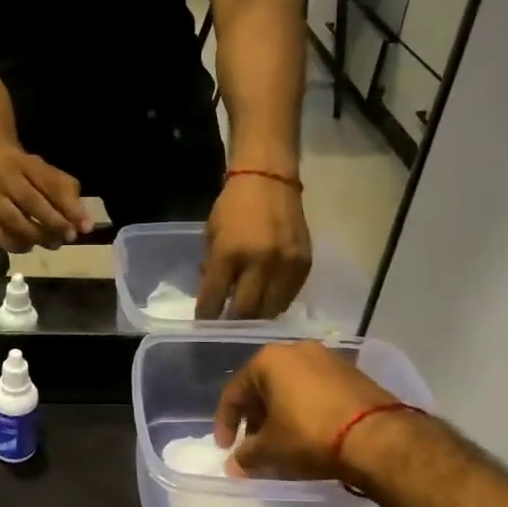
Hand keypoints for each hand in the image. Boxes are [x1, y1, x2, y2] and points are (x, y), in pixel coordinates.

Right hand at [0, 146, 92, 252]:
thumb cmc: (32, 174)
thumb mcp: (53, 176)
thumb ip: (69, 197)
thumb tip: (84, 226)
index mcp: (30, 166)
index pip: (52, 185)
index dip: (70, 207)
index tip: (86, 227)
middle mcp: (8, 180)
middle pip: (30, 201)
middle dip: (53, 222)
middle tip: (69, 237)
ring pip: (12, 219)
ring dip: (35, 235)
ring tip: (53, 243)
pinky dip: (14, 244)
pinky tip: (30, 246)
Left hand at [195, 174, 311, 319]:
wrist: (269, 179)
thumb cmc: (233, 205)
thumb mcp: (212, 234)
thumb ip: (212, 266)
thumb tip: (214, 296)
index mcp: (229, 253)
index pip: (214, 298)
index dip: (206, 316)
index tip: (203, 324)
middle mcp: (259, 263)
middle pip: (245, 312)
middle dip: (233, 322)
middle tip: (226, 326)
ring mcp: (285, 265)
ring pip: (270, 310)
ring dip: (256, 317)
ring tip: (248, 317)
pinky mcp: (304, 264)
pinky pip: (289, 297)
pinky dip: (276, 303)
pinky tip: (267, 300)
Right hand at [214, 340, 402, 479]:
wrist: (378, 437)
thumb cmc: (310, 435)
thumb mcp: (271, 450)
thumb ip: (246, 455)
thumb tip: (234, 464)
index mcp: (269, 360)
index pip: (235, 392)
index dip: (225, 423)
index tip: (226, 448)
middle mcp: (297, 350)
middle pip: (264, 387)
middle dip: (255, 419)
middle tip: (254, 446)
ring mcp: (328, 359)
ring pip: (291, 388)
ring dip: (280, 415)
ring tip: (281, 443)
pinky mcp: (353, 374)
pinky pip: (316, 392)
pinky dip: (305, 411)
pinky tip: (308, 435)